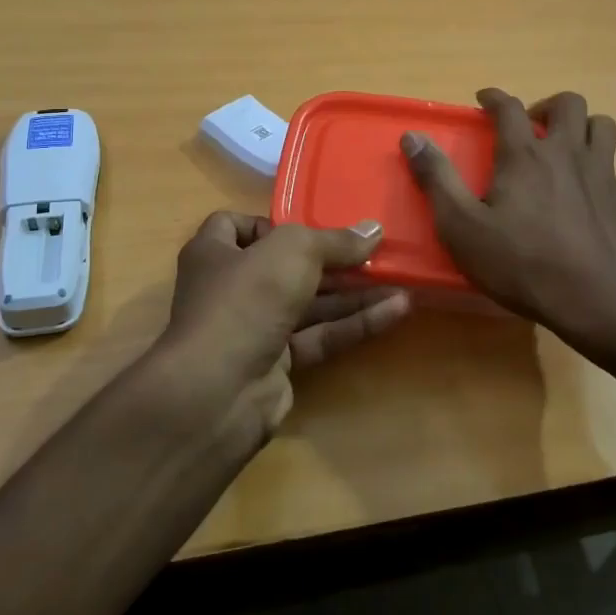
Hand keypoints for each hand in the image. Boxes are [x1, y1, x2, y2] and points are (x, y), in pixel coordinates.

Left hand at [156, 212, 410, 433]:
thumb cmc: (246, 298)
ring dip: (353, 292)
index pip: (237, 226)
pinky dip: (353, 323)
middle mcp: (230, 287)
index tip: (310, 225)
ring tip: (400, 280)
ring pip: (309, 303)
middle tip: (376, 252)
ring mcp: (253, 328)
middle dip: (332, 261)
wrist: (218, 390)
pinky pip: (319, 335)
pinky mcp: (276, 363)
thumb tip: (374, 229)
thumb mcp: (294, 251)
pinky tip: (395, 310)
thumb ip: (335, 241)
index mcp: (215, 252)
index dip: (272, 224)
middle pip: (286, 266)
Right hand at [402, 88, 615, 338]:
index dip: (494, 98)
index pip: (509, 107)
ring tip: (564, 148)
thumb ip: (437, 178)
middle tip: (530, 127)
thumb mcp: (462, 226)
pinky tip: (583, 192)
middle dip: (546, 105)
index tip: (484, 99)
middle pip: (568, 104)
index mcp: (524, 155)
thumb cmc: (520, 262)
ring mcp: (601, 174)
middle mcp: (566, 153)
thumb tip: (412, 137)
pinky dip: (596, 165)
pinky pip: (612, 165)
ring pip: (601, 125)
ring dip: (581, 127)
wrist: (594, 299)